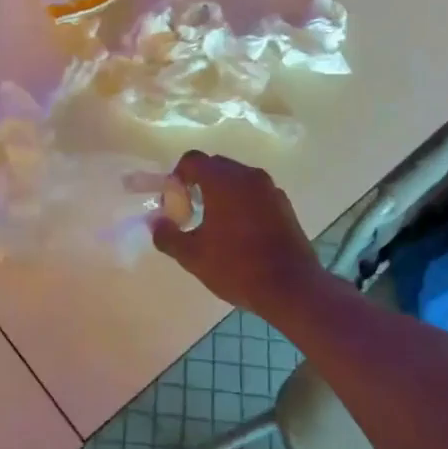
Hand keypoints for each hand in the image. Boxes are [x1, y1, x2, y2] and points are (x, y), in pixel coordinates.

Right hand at [152, 151, 323, 314]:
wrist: (291, 288)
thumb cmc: (237, 267)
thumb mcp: (193, 256)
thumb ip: (168, 235)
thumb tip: (156, 223)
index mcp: (223, 181)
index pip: (192, 160)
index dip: (177, 177)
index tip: (174, 203)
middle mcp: (248, 176)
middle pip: (215, 166)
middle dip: (198, 184)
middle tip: (190, 213)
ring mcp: (270, 189)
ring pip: (237, 179)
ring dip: (221, 193)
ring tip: (214, 225)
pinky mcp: (284, 205)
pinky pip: (255, 193)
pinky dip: (242, 203)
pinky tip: (239, 233)